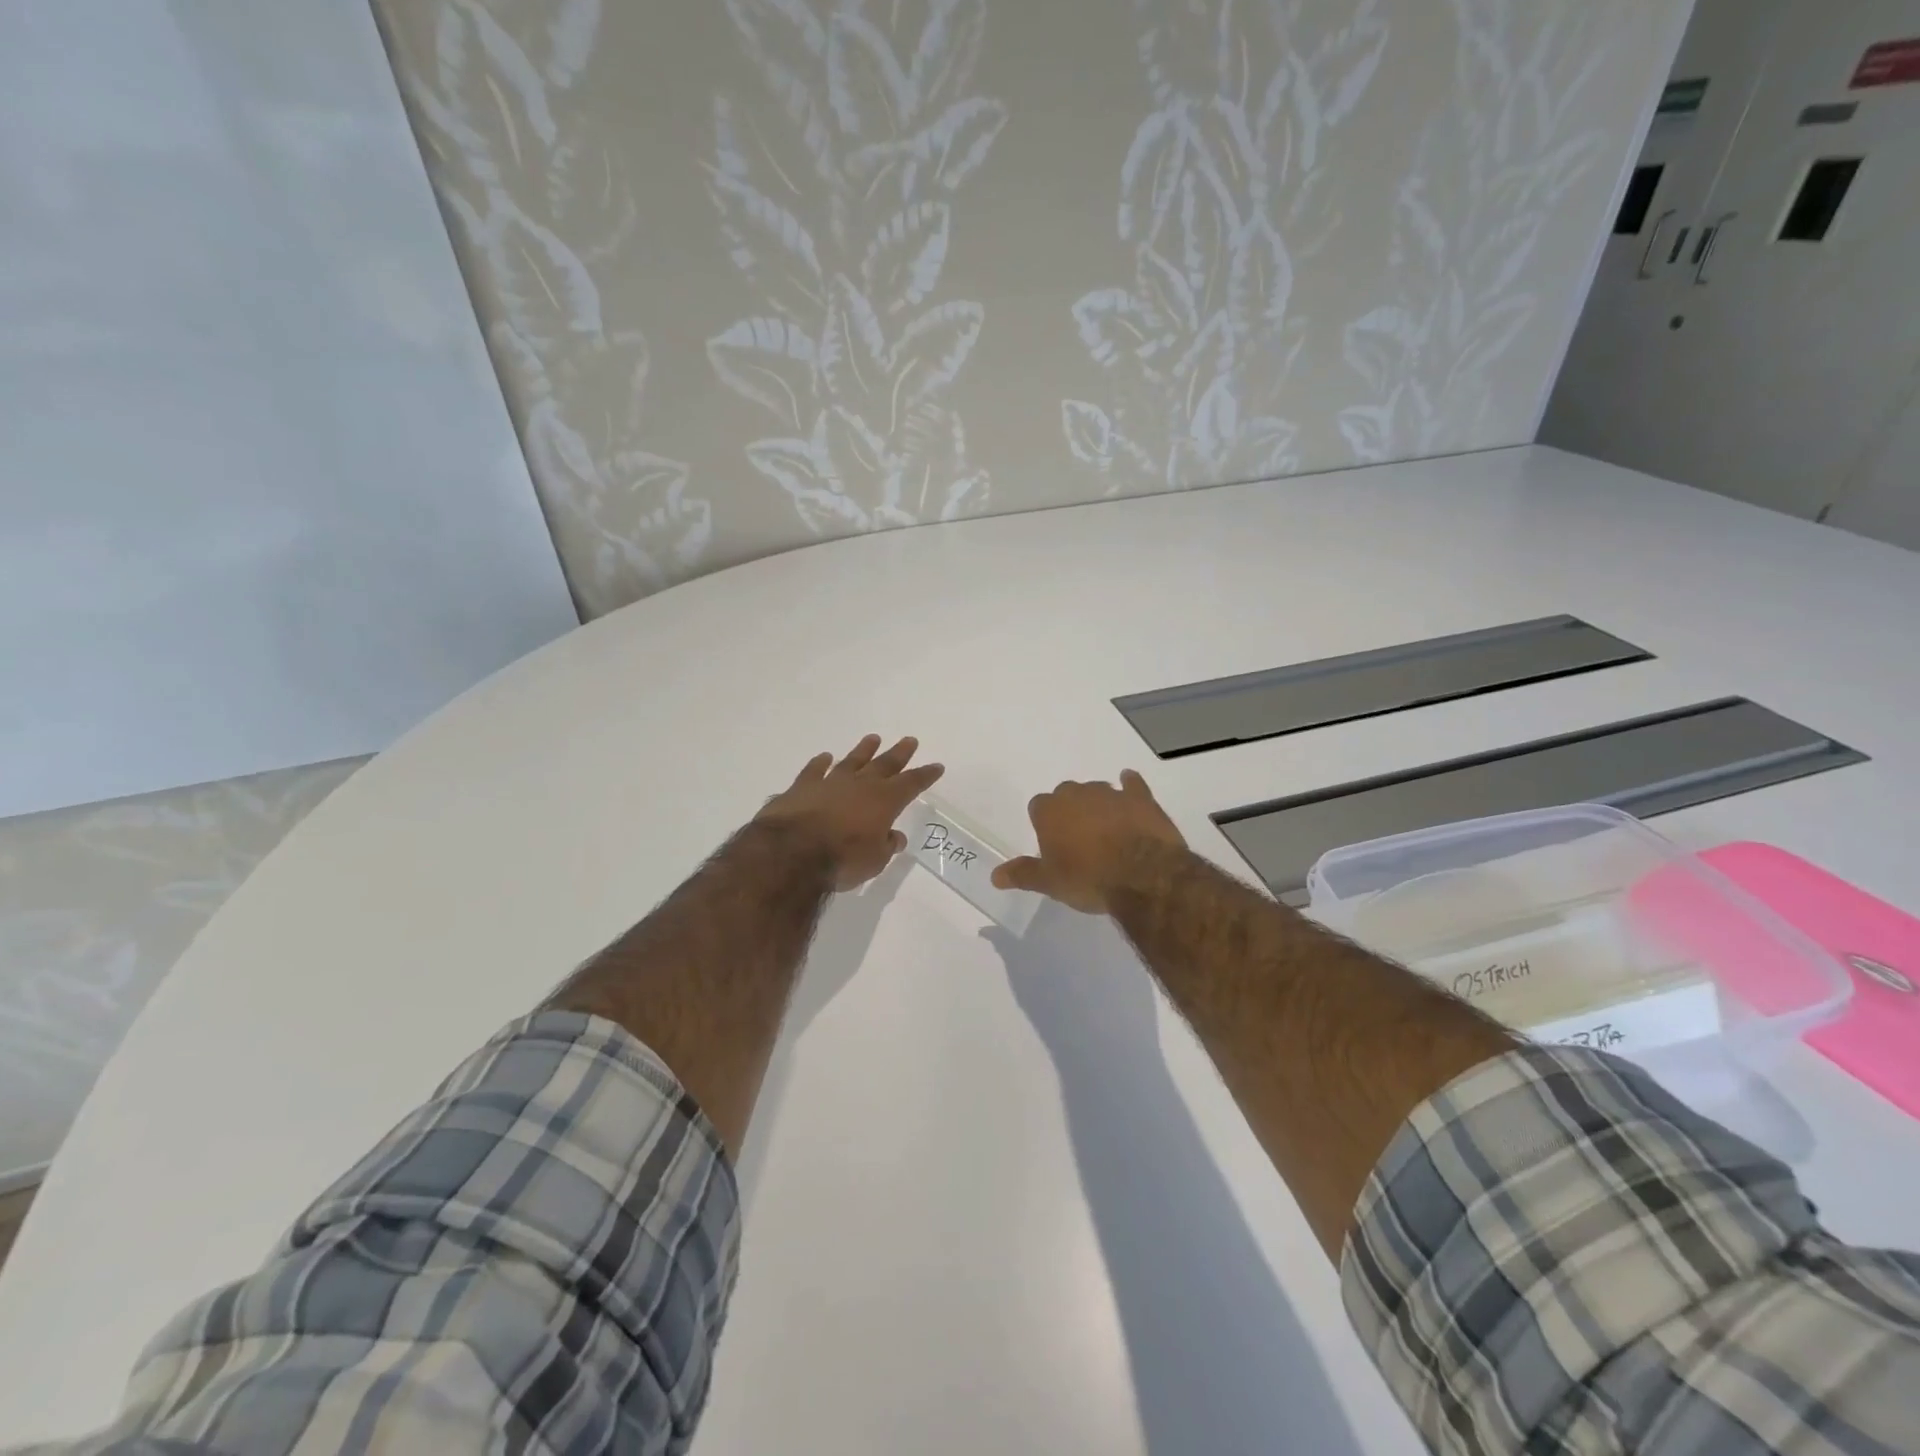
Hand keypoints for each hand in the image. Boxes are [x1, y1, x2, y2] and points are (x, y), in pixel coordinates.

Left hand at [755, 735, 944, 890]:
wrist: (792, 851)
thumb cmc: (842, 859)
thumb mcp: (874, 860)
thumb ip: (885, 846)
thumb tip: (893, 837)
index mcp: (884, 801)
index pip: (911, 784)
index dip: (925, 775)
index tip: (936, 766)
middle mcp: (860, 785)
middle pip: (884, 765)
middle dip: (898, 753)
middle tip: (909, 740)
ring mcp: (830, 783)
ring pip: (851, 761)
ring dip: (863, 751)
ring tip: (873, 739)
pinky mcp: (802, 787)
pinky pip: (814, 770)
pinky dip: (820, 763)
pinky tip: (825, 757)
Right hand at [992, 770, 1187, 914]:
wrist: (1144, 876)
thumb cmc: (1089, 879)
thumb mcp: (1050, 883)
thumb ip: (1022, 874)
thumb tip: (994, 875)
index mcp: (1050, 810)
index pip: (1038, 807)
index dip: (1044, 825)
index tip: (1053, 844)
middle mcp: (1077, 794)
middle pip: (1066, 795)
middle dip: (1070, 811)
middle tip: (1078, 840)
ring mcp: (1110, 793)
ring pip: (1097, 790)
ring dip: (1098, 805)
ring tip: (1106, 831)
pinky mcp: (1140, 797)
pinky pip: (1132, 785)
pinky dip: (1130, 788)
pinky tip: (1131, 792)